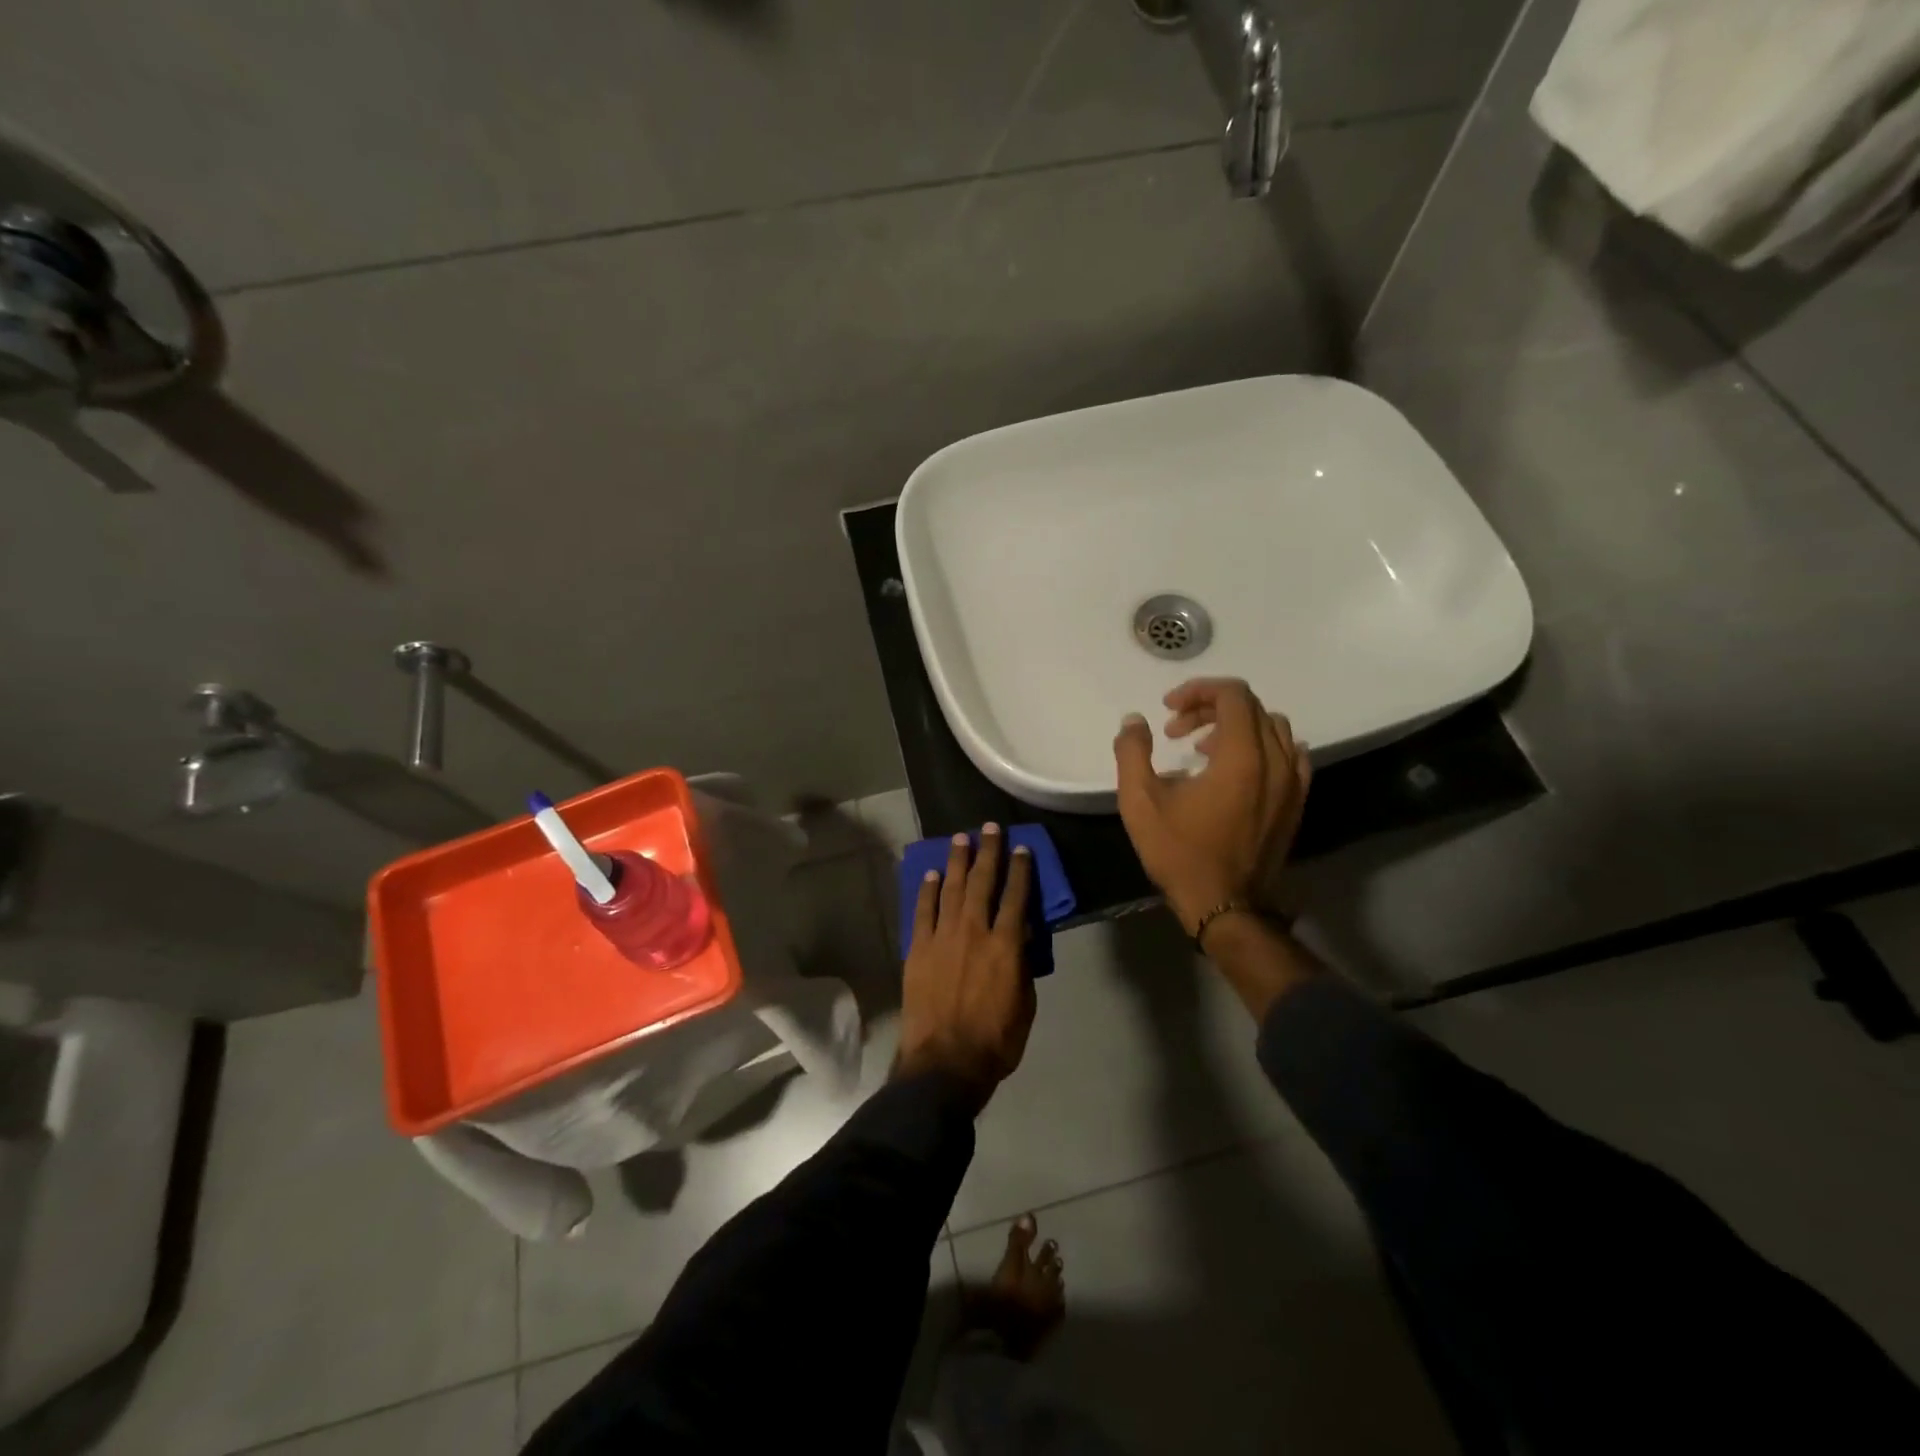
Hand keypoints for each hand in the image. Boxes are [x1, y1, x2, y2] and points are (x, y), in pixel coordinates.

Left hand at [896, 825, 1035, 1103]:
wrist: (944, 1063)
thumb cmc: (994, 1041)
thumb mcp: (1025, 1004)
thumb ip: (1022, 966)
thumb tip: (1020, 939)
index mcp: (1006, 945)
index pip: (1017, 896)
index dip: (1020, 870)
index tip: (1021, 848)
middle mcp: (975, 931)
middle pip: (983, 882)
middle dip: (988, 851)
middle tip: (989, 828)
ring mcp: (942, 937)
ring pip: (952, 889)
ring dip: (957, 861)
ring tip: (960, 839)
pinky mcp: (918, 948)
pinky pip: (923, 911)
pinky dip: (928, 890)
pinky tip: (932, 874)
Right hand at [1112, 678, 1311, 935]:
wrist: (1225, 906)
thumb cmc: (1180, 853)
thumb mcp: (1140, 802)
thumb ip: (1132, 753)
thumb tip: (1134, 721)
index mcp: (1241, 756)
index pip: (1233, 695)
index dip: (1198, 691)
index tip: (1168, 709)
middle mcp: (1276, 761)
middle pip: (1251, 707)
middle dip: (1210, 707)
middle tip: (1176, 730)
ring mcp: (1293, 782)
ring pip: (1273, 728)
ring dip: (1237, 725)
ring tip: (1203, 748)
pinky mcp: (1297, 802)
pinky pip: (1290, 755)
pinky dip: (1264, 746)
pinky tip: (1240, 765)